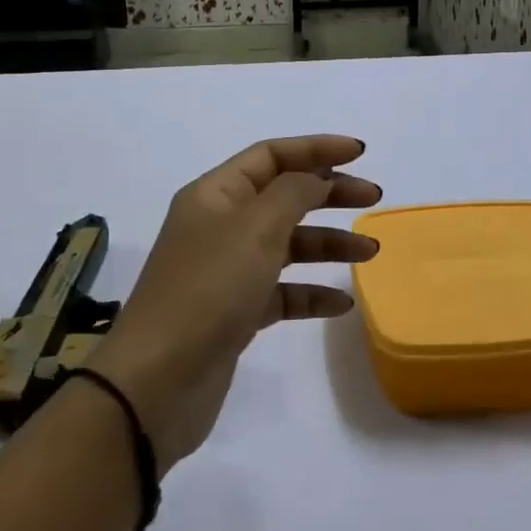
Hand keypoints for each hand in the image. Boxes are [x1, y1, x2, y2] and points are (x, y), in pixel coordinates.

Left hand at [85, 135, 380, 471]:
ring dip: (329, 243)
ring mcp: (226, 271)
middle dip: (330, 193)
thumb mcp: (256, 227)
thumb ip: (294, 192)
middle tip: (373, 198)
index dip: (316, 148)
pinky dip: (312, 293)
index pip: (272, 155)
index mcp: (216, 194)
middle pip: (284, 196)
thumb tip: (316, 177)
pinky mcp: (235, 313)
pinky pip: (282, 291)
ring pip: (287, 244)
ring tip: (370, 252)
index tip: (361, 153)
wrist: (157, 382)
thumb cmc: (208, 289)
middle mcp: (219, 226)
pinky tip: (342, 304)